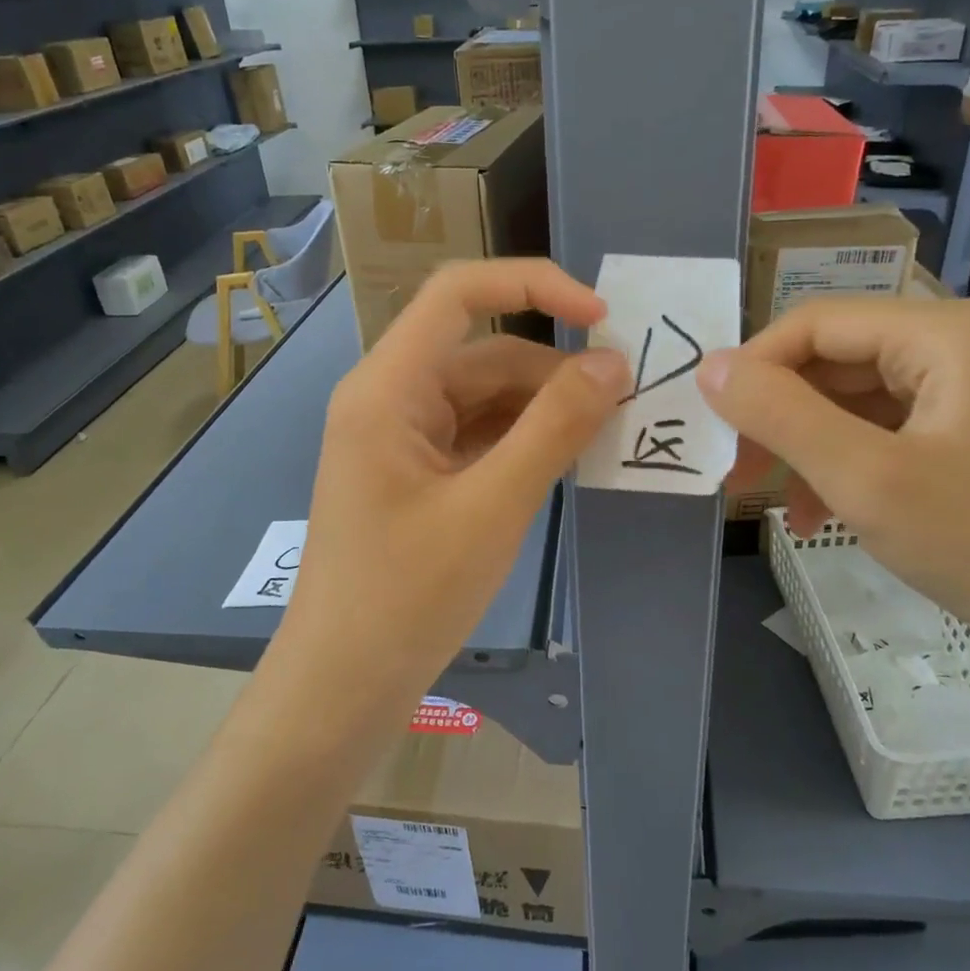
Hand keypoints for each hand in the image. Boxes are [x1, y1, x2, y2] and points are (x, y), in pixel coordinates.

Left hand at [280, 260, 630, 713]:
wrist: (344, 685)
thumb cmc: (407, 597)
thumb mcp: (492, 507)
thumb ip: (554, 428)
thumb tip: (612, 363)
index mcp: (388, 388)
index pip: (458, 293)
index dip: (533, 285)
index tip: (601, 318)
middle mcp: (389, 399)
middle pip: (482, 353)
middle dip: (553, 371)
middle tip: (626, 402)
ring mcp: (401, 439)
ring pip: (485, 398)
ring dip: (543, 409)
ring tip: (605, 435)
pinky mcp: (416, 474)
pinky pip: (478, 436)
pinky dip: (523, 441)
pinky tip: (565, 461)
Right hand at [696, 296, 969, 688]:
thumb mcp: (866, 479)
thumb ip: (780, 415)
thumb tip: (709, 367)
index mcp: (948, 332)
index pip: (818, 323)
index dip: (754, 367)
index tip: (711, 425)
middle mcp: (964, 341)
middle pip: (837, 361)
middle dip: (780, 417)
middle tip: (735, 473)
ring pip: (856, 400)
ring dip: (808, 448)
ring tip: (775, 505)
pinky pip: (889, 430)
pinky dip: (847, 465)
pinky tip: (821, 515)